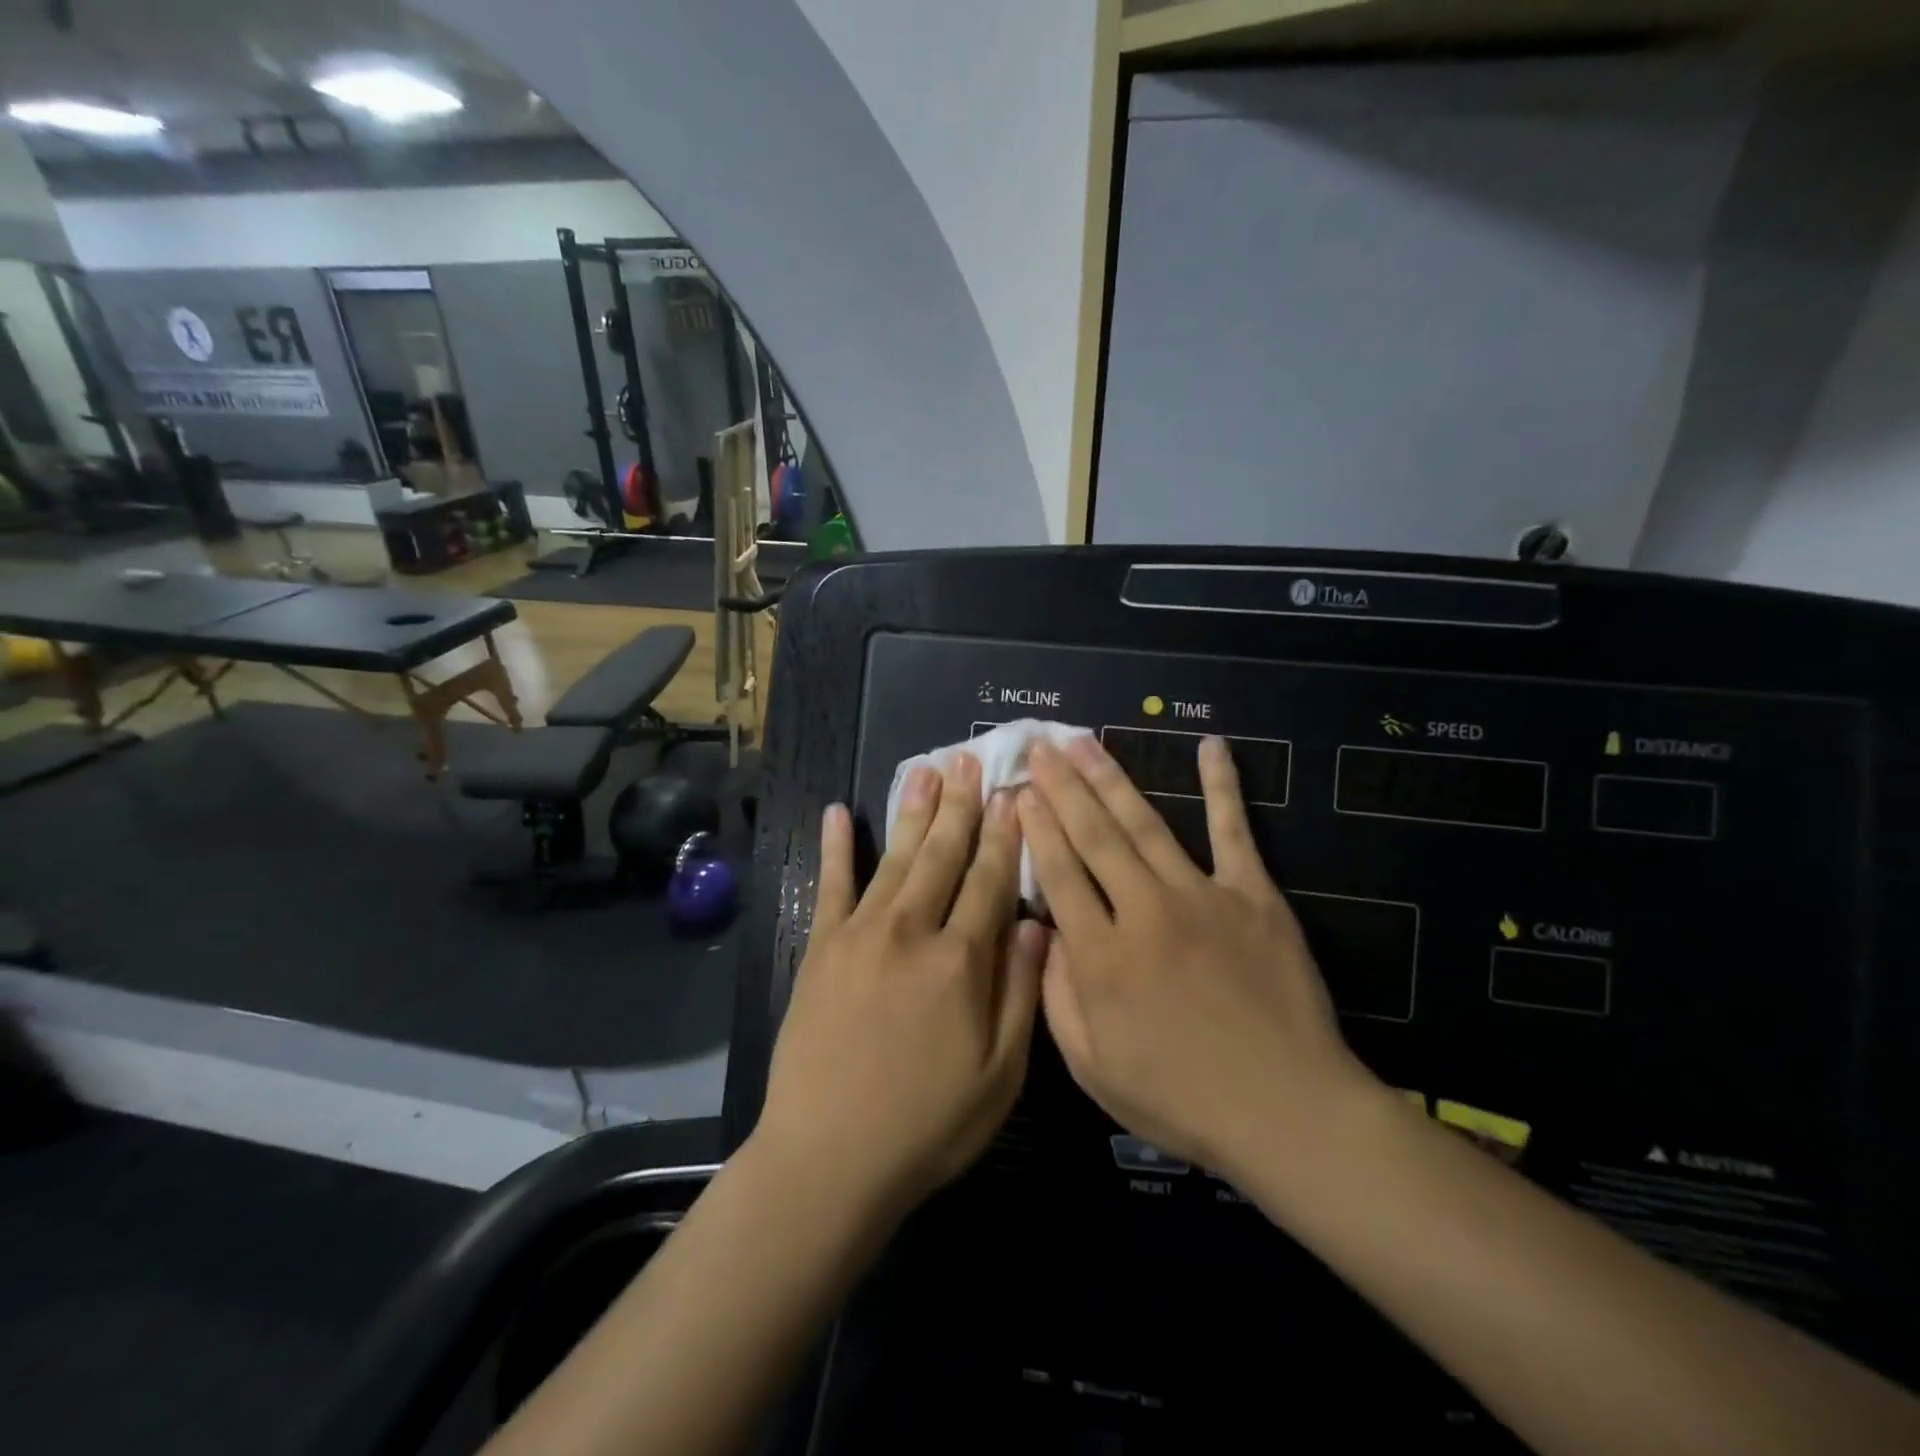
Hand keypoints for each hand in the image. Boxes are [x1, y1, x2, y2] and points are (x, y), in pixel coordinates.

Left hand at [752, 754, 1045, 1222]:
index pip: (990, 880)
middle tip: (969, 758)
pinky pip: (830, 885)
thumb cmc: (927, 1125)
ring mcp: (861, 934)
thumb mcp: (1000, 1075)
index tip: (1013, 794)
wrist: (829, 1159)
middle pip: (944, 854)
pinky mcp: (820, 948)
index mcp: (961, 961)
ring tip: (926, 769)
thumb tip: (1033, 922)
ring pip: (897, 858)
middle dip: (961, 804)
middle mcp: (912, 931)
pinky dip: (836, 847)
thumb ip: (1019, 991)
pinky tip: (840, 812)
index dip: (1004, 835)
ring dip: (914, 810)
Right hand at [1018, 734, 1380, 1187]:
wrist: (1286, 1111)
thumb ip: (1057, 996)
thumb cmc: (1181, 1098)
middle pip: (1094, 836)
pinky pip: (1233, 830)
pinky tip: (1211, 745)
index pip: (1059, 873)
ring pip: (1145, 824)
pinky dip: (1222, 785)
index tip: (1018, 791)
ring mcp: (1201, 896)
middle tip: (1041, 745)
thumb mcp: (1093, 1068)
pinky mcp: (1253, 895)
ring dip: (1110, 778)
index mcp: (1102, 956)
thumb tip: (1044, 932)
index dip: (1036, 827)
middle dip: (1062, 786)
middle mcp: (1144, 911)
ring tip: (1084, 741)